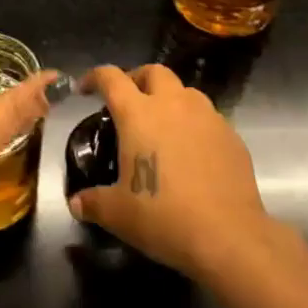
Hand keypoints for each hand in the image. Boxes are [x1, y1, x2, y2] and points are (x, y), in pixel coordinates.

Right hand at [67, 64, 279, 282]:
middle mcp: (173, 104)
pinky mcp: (231, 135)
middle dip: (137, 79)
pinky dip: (194, 124)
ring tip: (162, 126)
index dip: (95, 77)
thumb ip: (93, 202)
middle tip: (129, 102)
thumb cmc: (164, 217)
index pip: (111, 78)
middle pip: (153, 71)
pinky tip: (192, 152)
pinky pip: (208, 117)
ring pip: (185, 91)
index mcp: (139, 114)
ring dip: (169, 99)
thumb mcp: (118, 214)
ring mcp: (207, 116)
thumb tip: (76, 203)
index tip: (86, 88)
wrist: (228, 235)